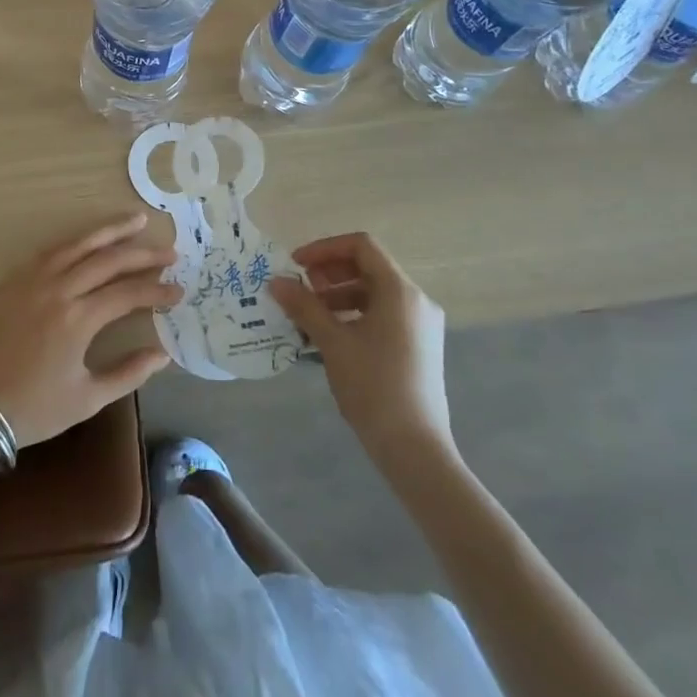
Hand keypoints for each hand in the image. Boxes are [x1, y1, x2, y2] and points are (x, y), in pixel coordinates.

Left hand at [0, 214, 181, 447]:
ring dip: (110, 231)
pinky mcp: (13, 279)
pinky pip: (51, 250)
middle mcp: (58, 289)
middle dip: (143, 254)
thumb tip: (163, 354)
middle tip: (170, 251)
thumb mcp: (86, 399)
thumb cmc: (32, 409)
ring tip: (136, 220)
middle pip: (108, 260)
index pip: (128, 293)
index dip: (157, 290)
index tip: (179, 290)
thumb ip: (128, 374)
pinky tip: (90, 239)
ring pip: (78, 244)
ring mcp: (33, 279)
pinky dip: (76, 241)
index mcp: (78, 319)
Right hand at [267, 233, 453, 460]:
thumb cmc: (373, 387)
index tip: (297, 265)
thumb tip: (275, 282)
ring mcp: (421, 325)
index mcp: (400, 291)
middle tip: (301, 290)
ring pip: (375, 293)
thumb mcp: (333, 342)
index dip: (325, 249)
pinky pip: (383, 315)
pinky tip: (330, 336)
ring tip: (309, 316)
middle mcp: (416, 300)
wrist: (415, 450)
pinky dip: (354, 315)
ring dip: (339, 296)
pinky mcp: (419, 347)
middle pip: (368, 267)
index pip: (362, 246)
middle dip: (330, 273)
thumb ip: (304, 306)